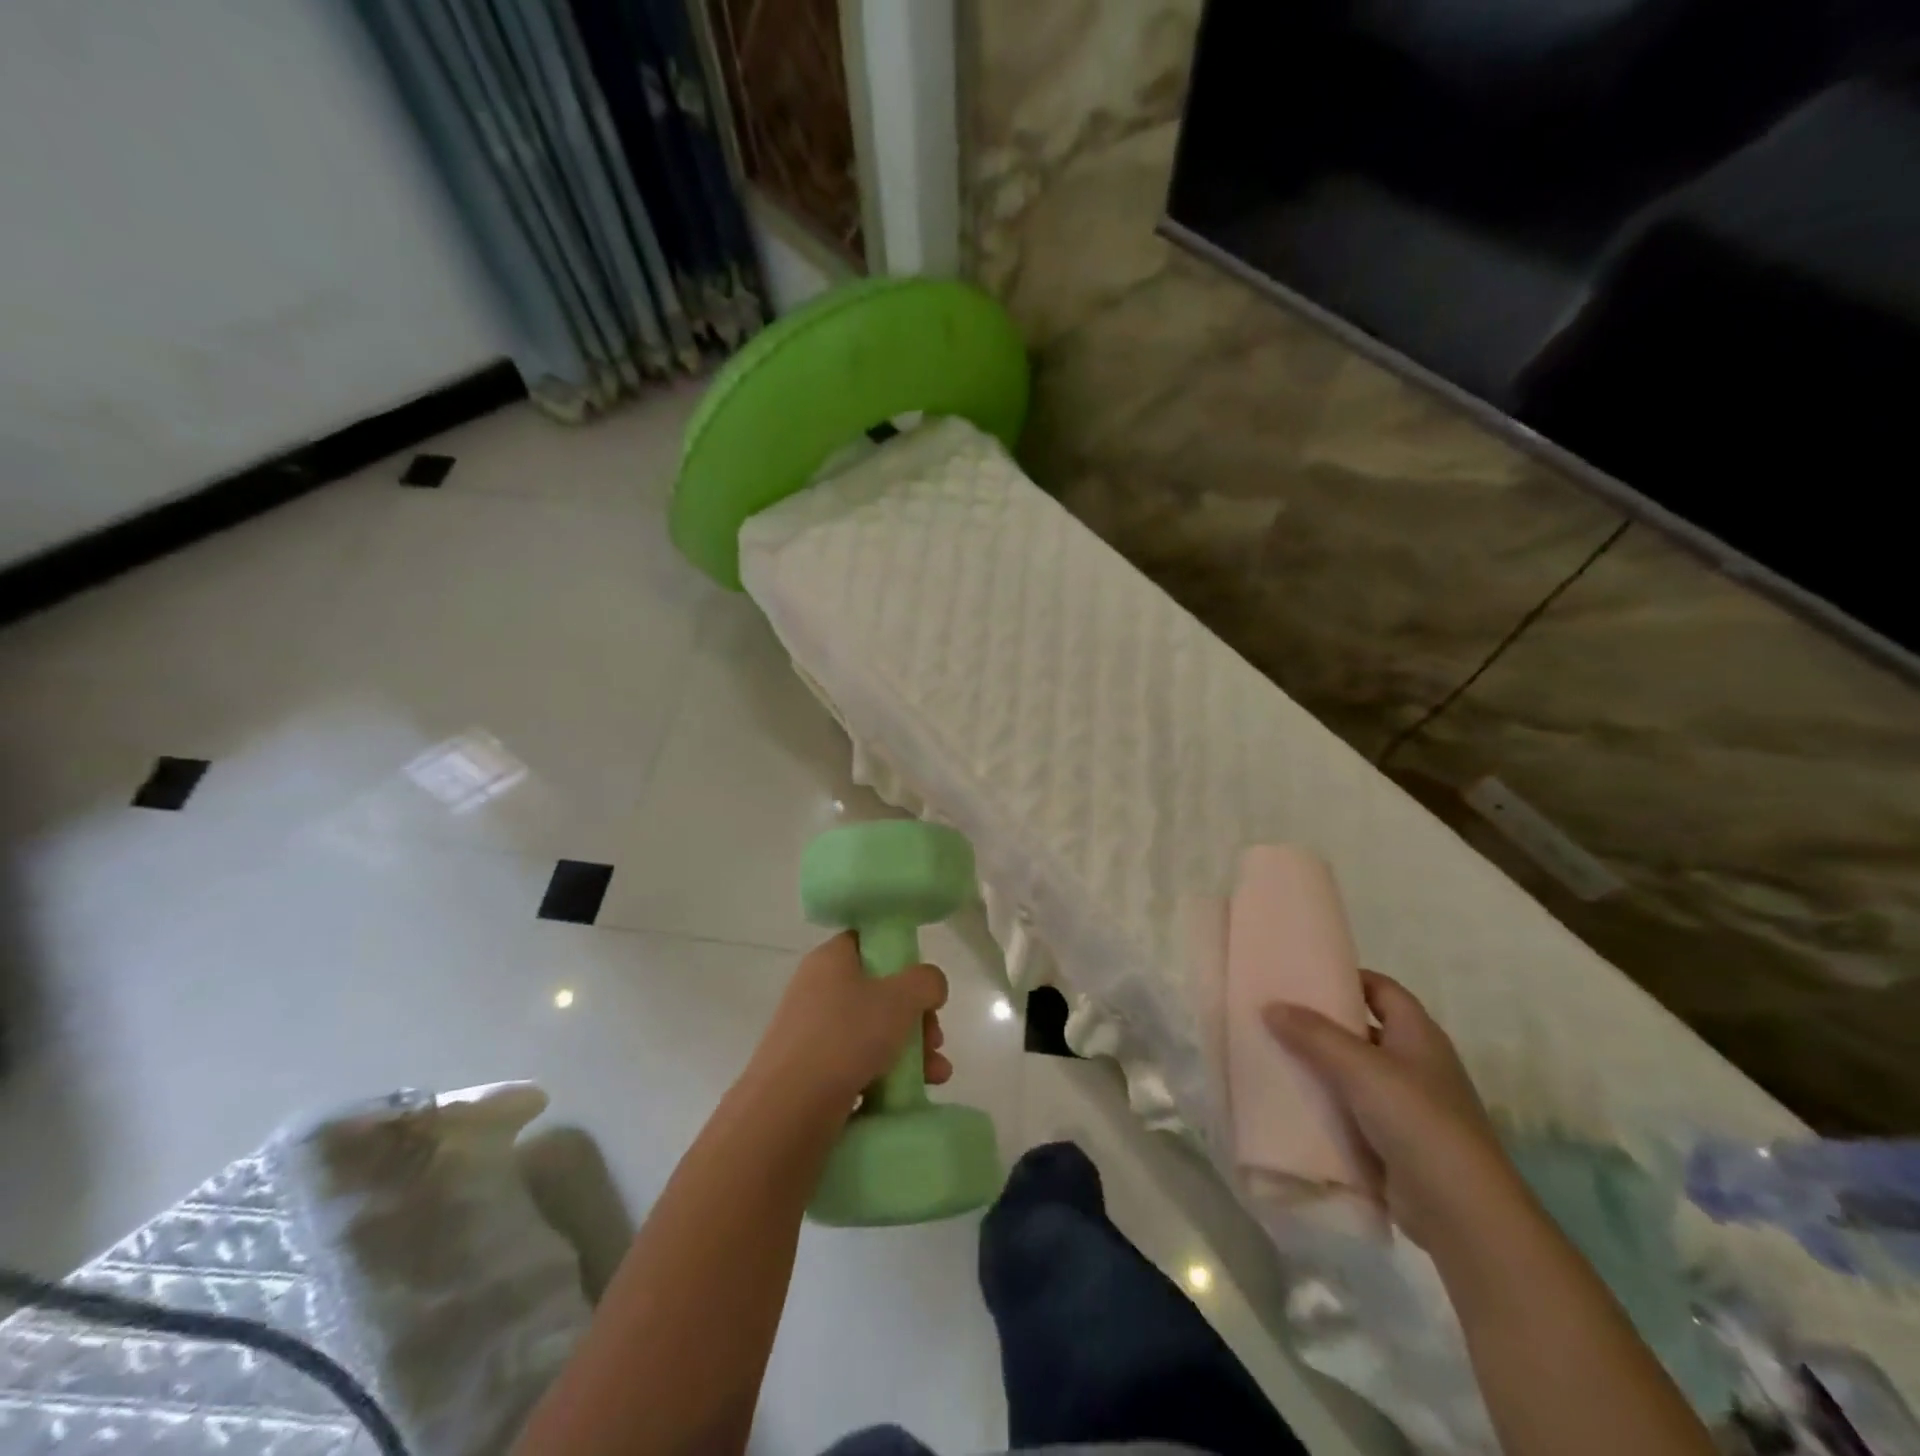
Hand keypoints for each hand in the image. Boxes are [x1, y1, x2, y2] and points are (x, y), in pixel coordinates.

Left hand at [748, 933, 951, 1105]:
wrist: (788, 1109)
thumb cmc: (846, 1036)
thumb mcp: (901, 997)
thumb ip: (926, 981)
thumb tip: (929, 986)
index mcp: (831, 959)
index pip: (868, 942)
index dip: (900, 957)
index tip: (922, 984)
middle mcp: (817, 989)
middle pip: (878, 991)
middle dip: (916, 1016)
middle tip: (935, 1038)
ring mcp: (812, 1032)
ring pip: (872, 1031)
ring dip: (911, 1049)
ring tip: (937, 1073)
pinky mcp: (812, 1071)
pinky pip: (858, 1063)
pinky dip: (887, 1074)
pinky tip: (915, 1092)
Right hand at [1263, 971, 1527, 1251]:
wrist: (1462, 1213)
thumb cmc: (1418, 1121)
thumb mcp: (1360, 1067)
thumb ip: (1313, 1034)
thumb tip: (1271, 1005)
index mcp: (1419, 1035)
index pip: (1381, 989)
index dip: (1347, 977)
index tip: (1303, 975)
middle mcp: (1416, 1064)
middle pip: (1364, 1030)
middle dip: (1323, 1022)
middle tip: (1276, 1012)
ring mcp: (1407, 1106)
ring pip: (1354, 1072)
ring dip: (1320, 1065)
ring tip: (1273, 1051)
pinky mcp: (1394, 1142)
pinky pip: (1352, 1110)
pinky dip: (1326, 1103)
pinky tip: (1291, 1100)